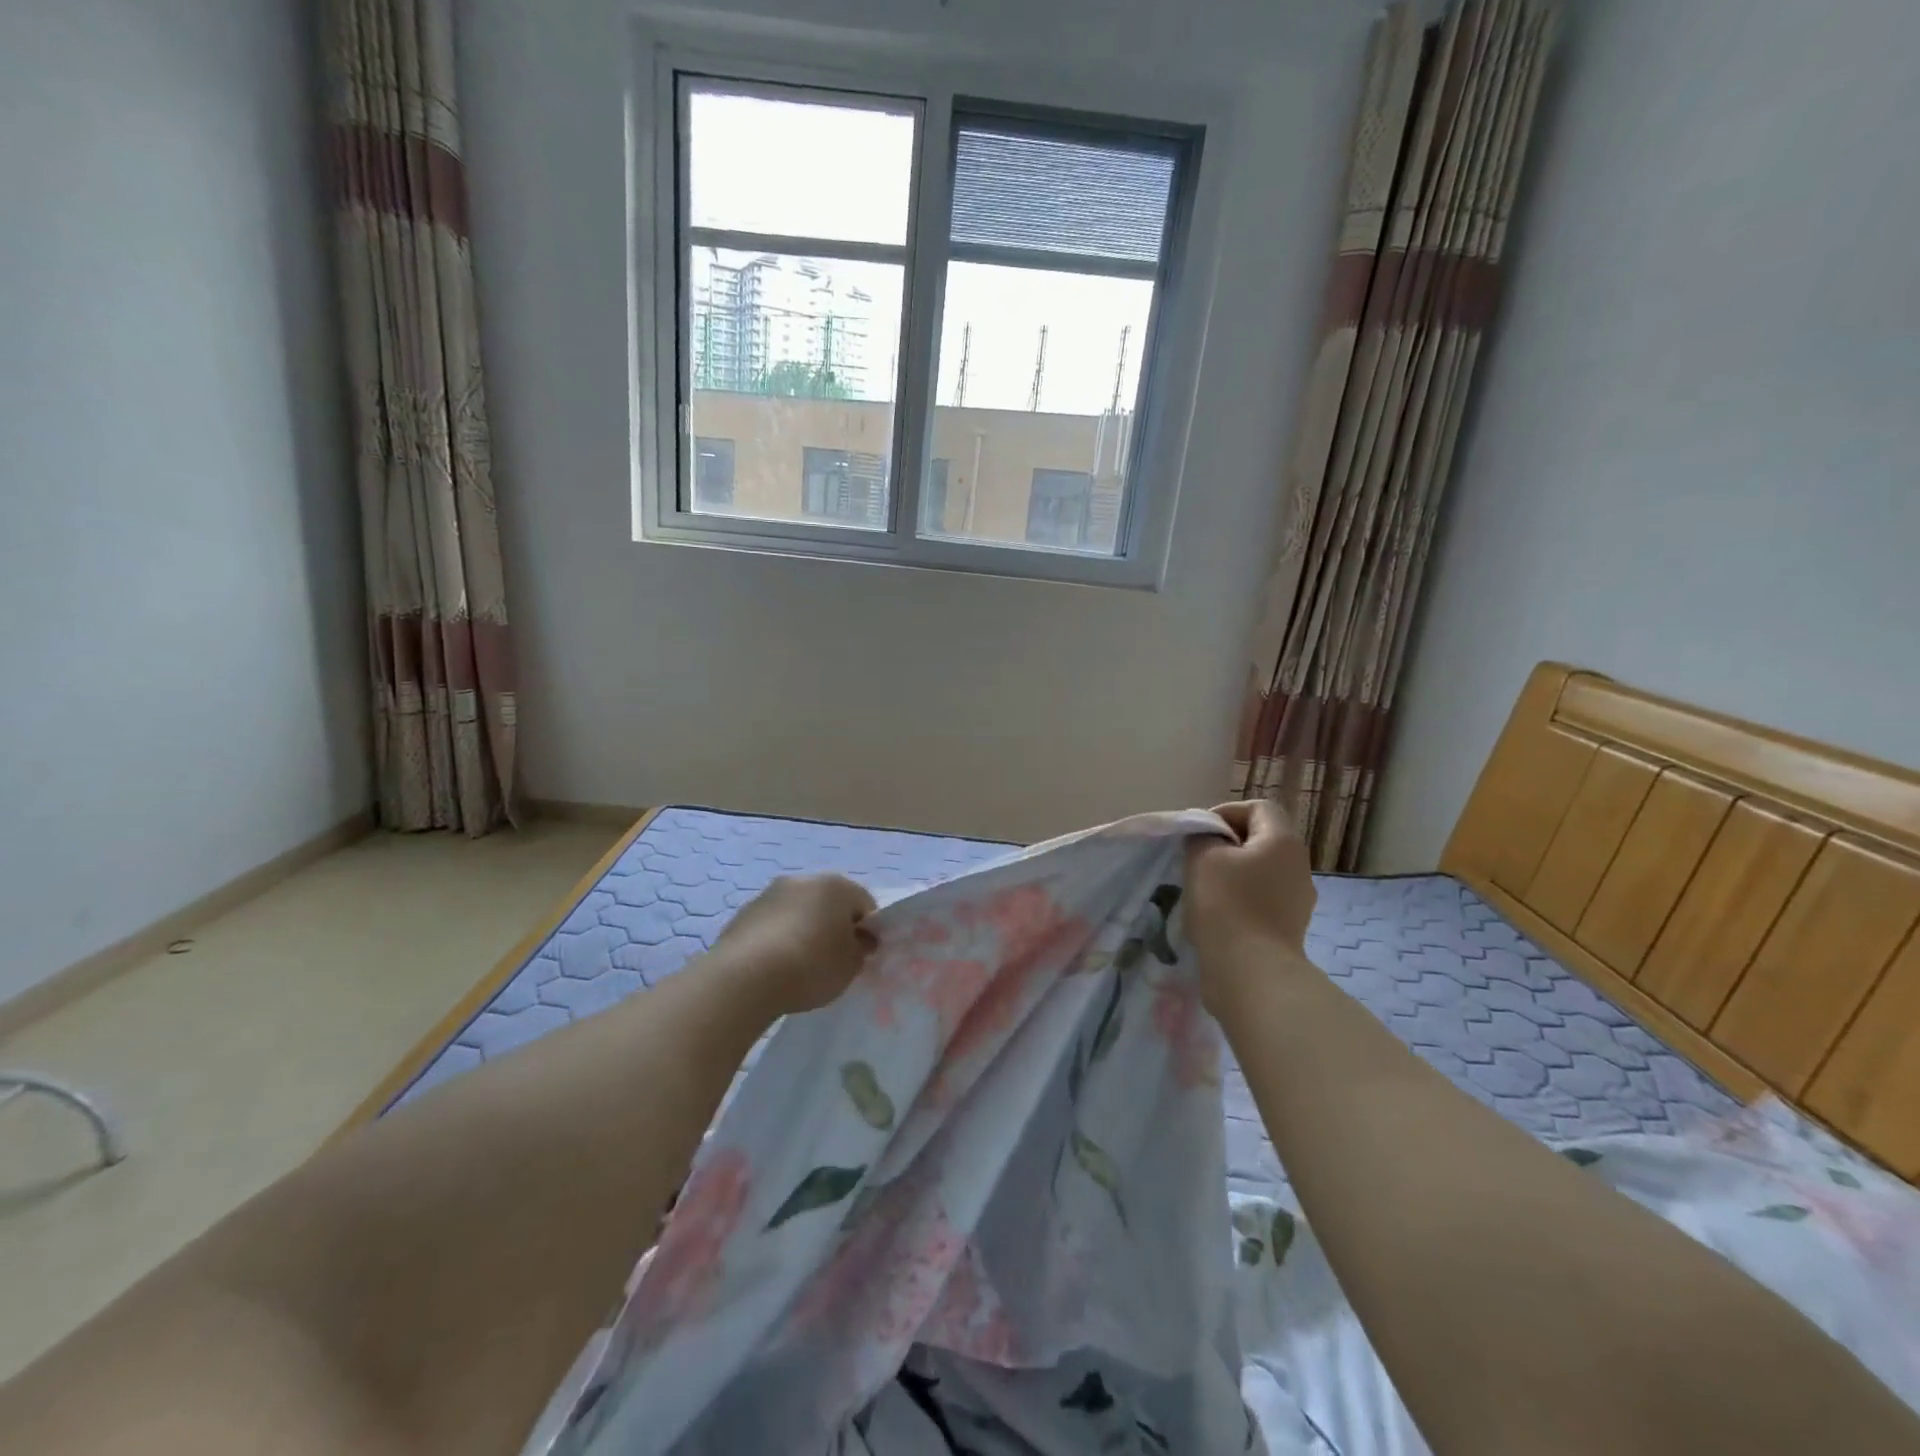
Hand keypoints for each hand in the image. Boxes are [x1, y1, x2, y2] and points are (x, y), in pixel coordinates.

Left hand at [710, 874, 879, 1015]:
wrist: (745, 977)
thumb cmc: (811, 965)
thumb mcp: (851, 965)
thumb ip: (862, 949)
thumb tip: (861, 940)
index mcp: (836, 886)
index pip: (864, 904)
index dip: (867, 931)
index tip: (860, 956)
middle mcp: (803, 880)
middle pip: (828, 903)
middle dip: (833, 926)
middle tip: (832, 960)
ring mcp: (769, 894)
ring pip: (798, 911)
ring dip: (803, 930)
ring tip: (799, 967)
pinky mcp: (743, 913)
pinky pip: (772, 924)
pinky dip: (778, 939)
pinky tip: (774, 967)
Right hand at [1185, 800, 1318, 1013]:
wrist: (1251, 973)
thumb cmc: (1226, 905)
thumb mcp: (1202, 857)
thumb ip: (1202, 835)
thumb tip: (1208, 838)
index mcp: (1283, 841)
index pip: (1258, 807)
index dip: (1225, 813)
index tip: (1199, 834)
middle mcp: (1298, 865)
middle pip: (1261, 839)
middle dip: (1226, 845)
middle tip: (1196, 859)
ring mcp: (1298, 899)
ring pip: (1260, 871)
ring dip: (1232, 874)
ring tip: (1203, 889)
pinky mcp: (1288, 927)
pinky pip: (1262, 899)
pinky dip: (1240, 900)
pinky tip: (1217, 916)